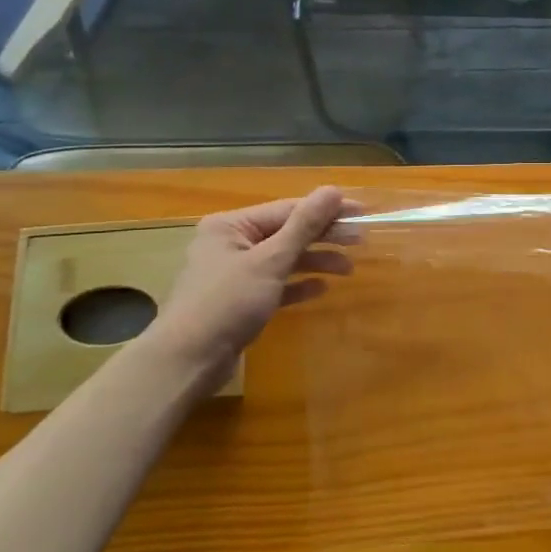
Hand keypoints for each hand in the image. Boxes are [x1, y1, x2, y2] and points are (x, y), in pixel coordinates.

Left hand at [152, 186, 358, 373]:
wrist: (187, 361)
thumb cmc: (227, 302)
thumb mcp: (271, 260)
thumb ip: (304, 225)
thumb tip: (333, 190)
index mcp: (231, 225)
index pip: (289, 210)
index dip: (327, 210)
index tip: (363, 213)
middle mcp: (230, 244)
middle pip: (287, 233)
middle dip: (324, 237)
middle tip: (361, 240)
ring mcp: (234, 273)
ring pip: (284, 259)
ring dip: (316, 262)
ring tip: (348, 270)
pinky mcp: (239, 300)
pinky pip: (276, 284)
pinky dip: (298, 284)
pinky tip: (321, 289)